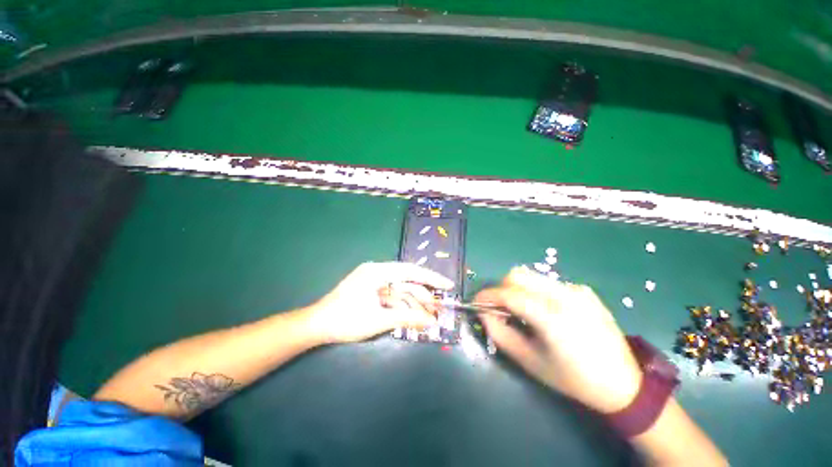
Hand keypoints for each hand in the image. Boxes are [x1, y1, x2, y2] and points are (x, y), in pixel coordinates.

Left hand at [304, 262, 453, 343]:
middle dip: (422, 296)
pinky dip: (402, 306)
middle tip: (438, 309)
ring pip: (400, 291)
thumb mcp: (379, 319)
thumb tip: (430, 321)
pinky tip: (413, 317)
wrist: (316, 326)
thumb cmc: (345, 320)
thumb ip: (407, 317)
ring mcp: (374, 282)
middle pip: (407, 282)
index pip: (411, 271)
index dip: (431, 278)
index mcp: (378, 272)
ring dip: (413, 304)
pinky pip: (392, 297)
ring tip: (428, 318)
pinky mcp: (372, 292)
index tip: (447, 285)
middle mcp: (377, 272)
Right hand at [476, 266, 641, 413]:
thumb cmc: (571, 378)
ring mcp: (577, 290)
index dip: (487, 295)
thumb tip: (484, 311)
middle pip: (518, 275)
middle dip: (502, 288)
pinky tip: (547, 312)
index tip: (476, 302)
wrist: (624, 384)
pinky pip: (549, 283)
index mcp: (552, 317)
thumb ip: (499, 333)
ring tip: (523, 311)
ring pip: (532, 276)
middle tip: (501, 308)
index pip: (508, 294)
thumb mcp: (528, 361)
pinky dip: (537, 293)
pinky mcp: (584, 290)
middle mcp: (564, 296)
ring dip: (519, 289)